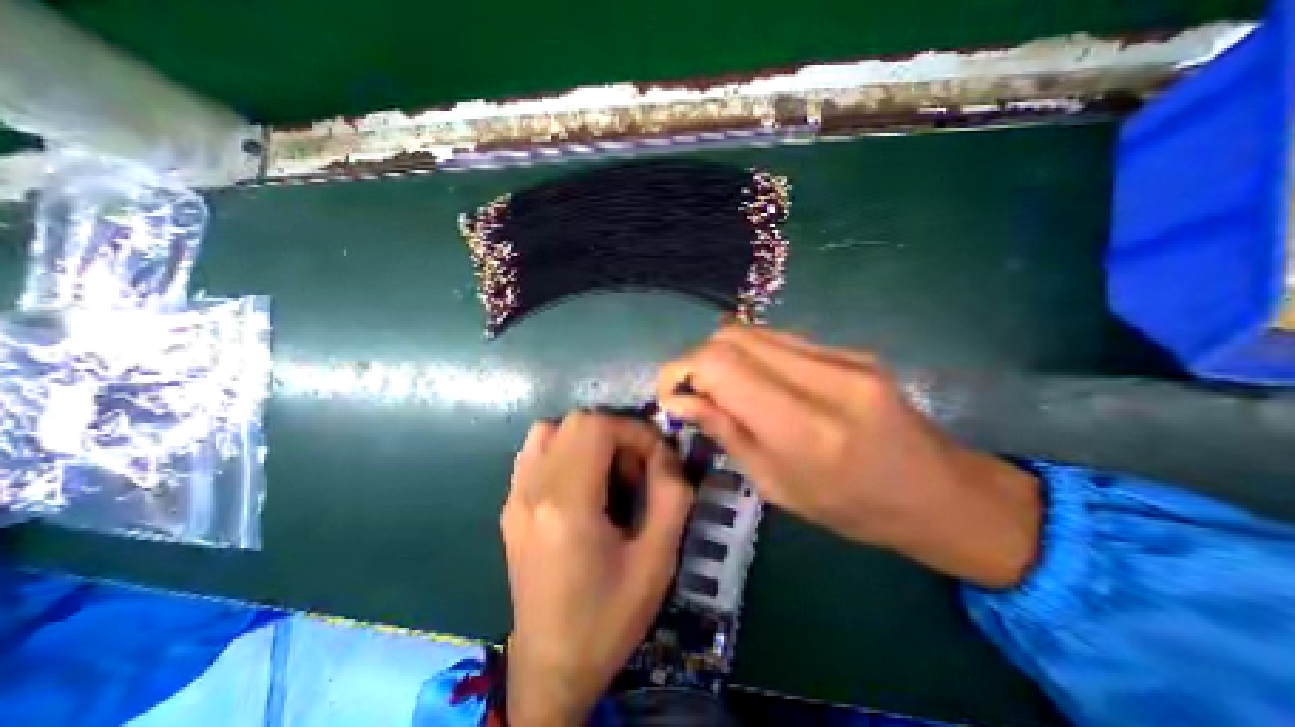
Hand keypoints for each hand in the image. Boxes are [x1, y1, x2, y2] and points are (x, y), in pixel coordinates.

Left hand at [501, 413, 698, 722]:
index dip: (633, 430)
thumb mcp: (658, 560)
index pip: (597, 427)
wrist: (550, 665)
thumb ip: (672, 496)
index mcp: (567, 506)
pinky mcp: (510, 505)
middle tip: (634, 467)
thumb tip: (665, 453)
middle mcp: (532, 490)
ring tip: (607, 470)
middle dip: (615, 432)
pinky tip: (581, 481)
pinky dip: (564, 449)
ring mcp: (515, 496)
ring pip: (551, 430)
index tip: (655, 456)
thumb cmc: (609, 617)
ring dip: (587, 438)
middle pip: (575, 421)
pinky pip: (536, 451)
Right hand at [658, 328, 1040, 587]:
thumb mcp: (776, 485)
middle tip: (693, 394)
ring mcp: (842, 355)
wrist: (939, 493)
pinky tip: (756, 383)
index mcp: (806, 426)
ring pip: (753, 331)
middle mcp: (824, 377)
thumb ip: (726, 432)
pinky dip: (751, 355)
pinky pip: (780, 338)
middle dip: (697, 360)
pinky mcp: (849, 349)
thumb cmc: (853, 508)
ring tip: (721, 389)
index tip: (670, 395)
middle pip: (731, 337)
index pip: (721, 365)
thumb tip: (680, 400)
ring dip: (723, 356)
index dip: (681, 370)